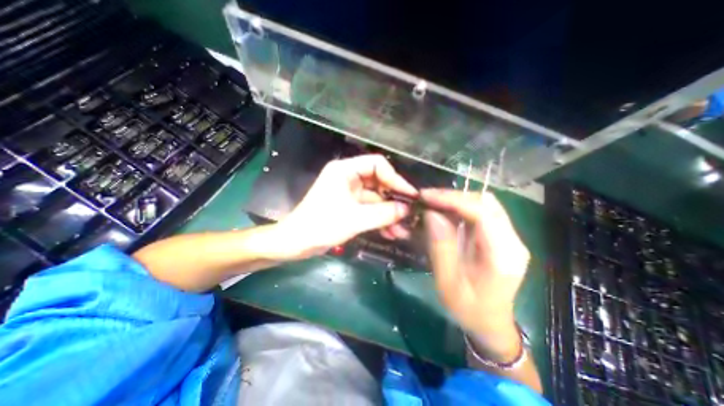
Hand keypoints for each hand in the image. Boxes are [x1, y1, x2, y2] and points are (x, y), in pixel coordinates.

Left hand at [279, 153, 422, 258]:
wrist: (297, 243)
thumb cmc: (321, 225)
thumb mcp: (355, 219)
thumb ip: (383, 213)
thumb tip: (407, 209)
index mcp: (345, 171)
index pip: (377, 165)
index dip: (395, 178)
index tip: (410, 195)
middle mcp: (349, 178)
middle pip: (379, 183)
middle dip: (394, 200)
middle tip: (409, 215)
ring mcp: (350, 193)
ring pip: (376, 199)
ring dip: (389, 214)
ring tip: (402, 231)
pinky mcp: (350, 207)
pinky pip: (370, 210)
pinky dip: (380, 220)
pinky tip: (391, 234)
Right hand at [420, 191, 529, 338]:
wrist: (490, 322)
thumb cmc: (467, 308)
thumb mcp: (447, 281)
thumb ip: (440, 246)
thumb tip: (431, 213)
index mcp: (502, 255)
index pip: (482, 212)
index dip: (452, 199)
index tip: (426, 196)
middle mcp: (513, 240)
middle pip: (486, 202)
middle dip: (453, 196)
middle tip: (427, 198)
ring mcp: (511, 237)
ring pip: (485, 203)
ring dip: (457, 199)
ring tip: (434, 203)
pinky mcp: (503, 236)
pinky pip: (482, 212)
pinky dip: (461, 207)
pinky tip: (446, 211)